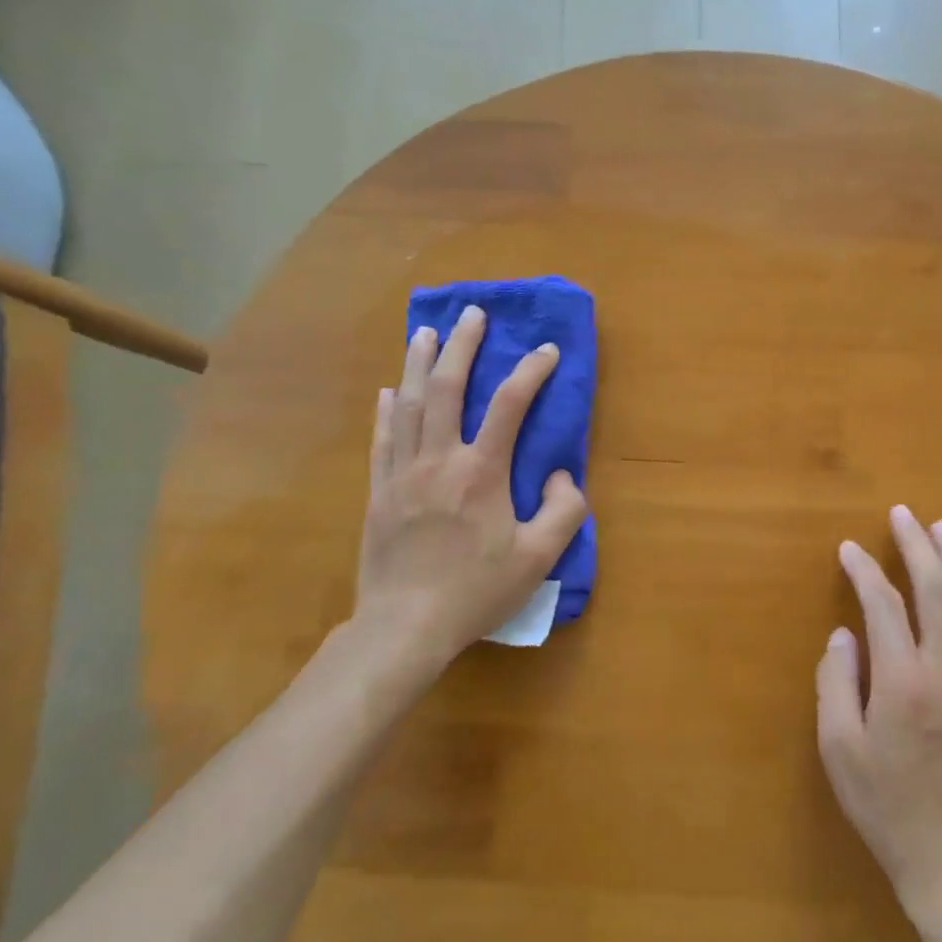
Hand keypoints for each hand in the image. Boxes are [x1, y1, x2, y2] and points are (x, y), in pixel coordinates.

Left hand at [351, 304, 587, 673]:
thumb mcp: (539, 558)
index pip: (509, 406)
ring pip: (408, 405)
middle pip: (447, 389)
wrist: (404, 627)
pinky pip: (382, 439)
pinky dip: (386, 410)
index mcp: (481, 472)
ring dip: (419, 364)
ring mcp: (402, 474)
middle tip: (473, 315)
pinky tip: (388, 391)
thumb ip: (563, 511)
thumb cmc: (477, 591)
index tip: (547, 351)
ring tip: (427, 333)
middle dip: (463, 346)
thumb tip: (560, 473)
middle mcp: (439, 460)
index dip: (531, 372)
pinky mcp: (378, 492)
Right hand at [816, 505, 941, 907]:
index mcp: (903, 681)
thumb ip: (836, 684)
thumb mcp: (840, 750)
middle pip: (937, 591)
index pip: (884, 605)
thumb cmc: (887, 806)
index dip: (865, 570)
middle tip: (905, 513)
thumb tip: (843, 635)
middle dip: (919, 546)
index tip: (849, 547)